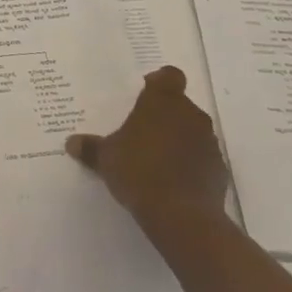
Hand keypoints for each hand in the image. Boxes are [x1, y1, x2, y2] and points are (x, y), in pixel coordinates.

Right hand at [65, 66, 230, 233]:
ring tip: (158, 162)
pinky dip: (192, 166)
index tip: (145, 96)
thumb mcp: (106, 158)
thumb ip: (90, 148)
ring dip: (179, 140)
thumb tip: (71, 143)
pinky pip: (203, 159)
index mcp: (163, 101)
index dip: (159, 82)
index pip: (169, 75)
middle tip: (144, 134)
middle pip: (180, 105)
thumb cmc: (138, 171)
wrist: (181, 216)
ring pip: (193, 131)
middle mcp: (191, 114)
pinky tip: (175, 183)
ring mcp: (209, 142)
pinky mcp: (220, 170)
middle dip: (165, 116)